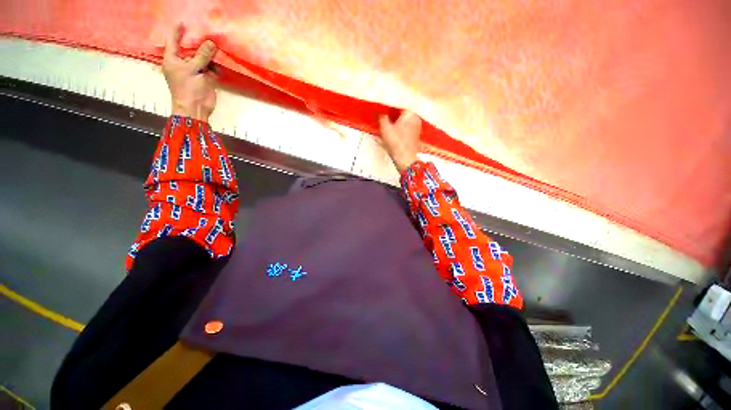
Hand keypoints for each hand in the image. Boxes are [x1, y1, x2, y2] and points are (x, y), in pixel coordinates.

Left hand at [163, 23, 217, 120]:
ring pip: (202, 58)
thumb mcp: (193, 69)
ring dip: (209, 53)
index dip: (177, 31)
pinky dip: (215, 65)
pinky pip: (210, 68)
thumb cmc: (188, 89)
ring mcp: (194, 71)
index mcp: (173, 60)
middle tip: (206, 32)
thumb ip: (202, 56)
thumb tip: (211, 42)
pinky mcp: (205, 79)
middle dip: (197, 42)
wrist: (195, 109)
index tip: (182, 22)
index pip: (173, 41)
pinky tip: (220, 61)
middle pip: (190, 49)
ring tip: (216, 45)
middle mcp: (182, 63)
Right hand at [379, 111, 421, 173]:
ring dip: (397, 120)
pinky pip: (407, 127)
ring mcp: (417, 127)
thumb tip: (382, 113)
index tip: (384, 106)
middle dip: (394, 113)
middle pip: (404, 112)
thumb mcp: (385, 128)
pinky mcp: (416, 136)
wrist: (405, 159)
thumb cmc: (395, 142)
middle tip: (384, 113)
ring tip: (388, 122)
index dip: (391, 105)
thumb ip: (383, 118)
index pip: (400, 104)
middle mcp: (416, 118)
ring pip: (406, 120)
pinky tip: (394, 130)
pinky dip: (401, 127)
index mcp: (410, 113)